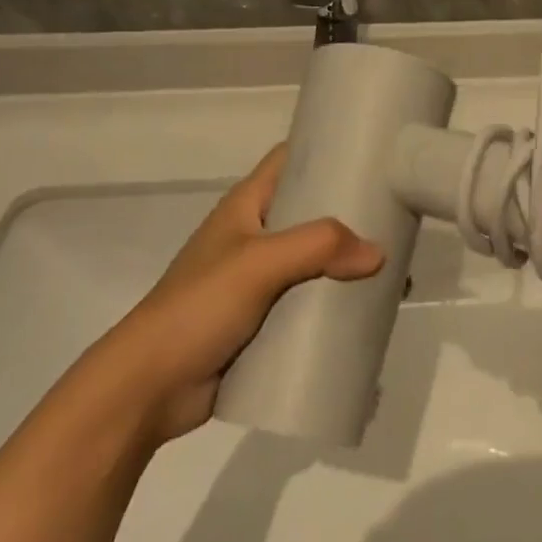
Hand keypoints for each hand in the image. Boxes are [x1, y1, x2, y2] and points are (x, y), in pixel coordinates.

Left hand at [94, 146, 384, 442]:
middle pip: (310, 210)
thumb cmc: (197, 307)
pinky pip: (306, 302)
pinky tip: (366, 311)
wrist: (145, 391)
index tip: (372, 152)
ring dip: (347, 263)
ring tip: (392, 269)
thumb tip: (379, 254)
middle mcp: (255, 235)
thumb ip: (319, 247)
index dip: (327, 149)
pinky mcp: (261, 321)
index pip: (291, 159)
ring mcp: (257, 280)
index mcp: (247, 205)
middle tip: (396, 216)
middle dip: (351, 213)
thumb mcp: (259, 263)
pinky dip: (333, 304)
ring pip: (313, 260)